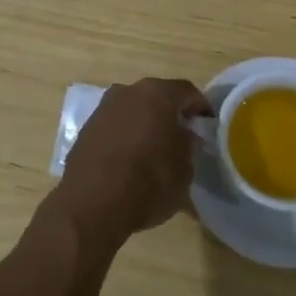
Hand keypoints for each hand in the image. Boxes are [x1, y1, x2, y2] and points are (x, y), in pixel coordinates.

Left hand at [52, 78, 210, 249]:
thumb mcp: (185, 169)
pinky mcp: (87, 128)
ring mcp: (104, 108)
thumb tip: (184, 136)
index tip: (209, 126)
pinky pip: (116, 125)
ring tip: (156, 149)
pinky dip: (126, 135)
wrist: (90, 204)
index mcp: (157, 94)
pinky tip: (131, 158)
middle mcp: (128, 92)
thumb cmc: (147, 183)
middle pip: (158, 97)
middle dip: (171, 114)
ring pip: (134, 110)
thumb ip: (188, 145)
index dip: (201, 108)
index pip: (188, 92)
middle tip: (184, 136)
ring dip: (146, 123)